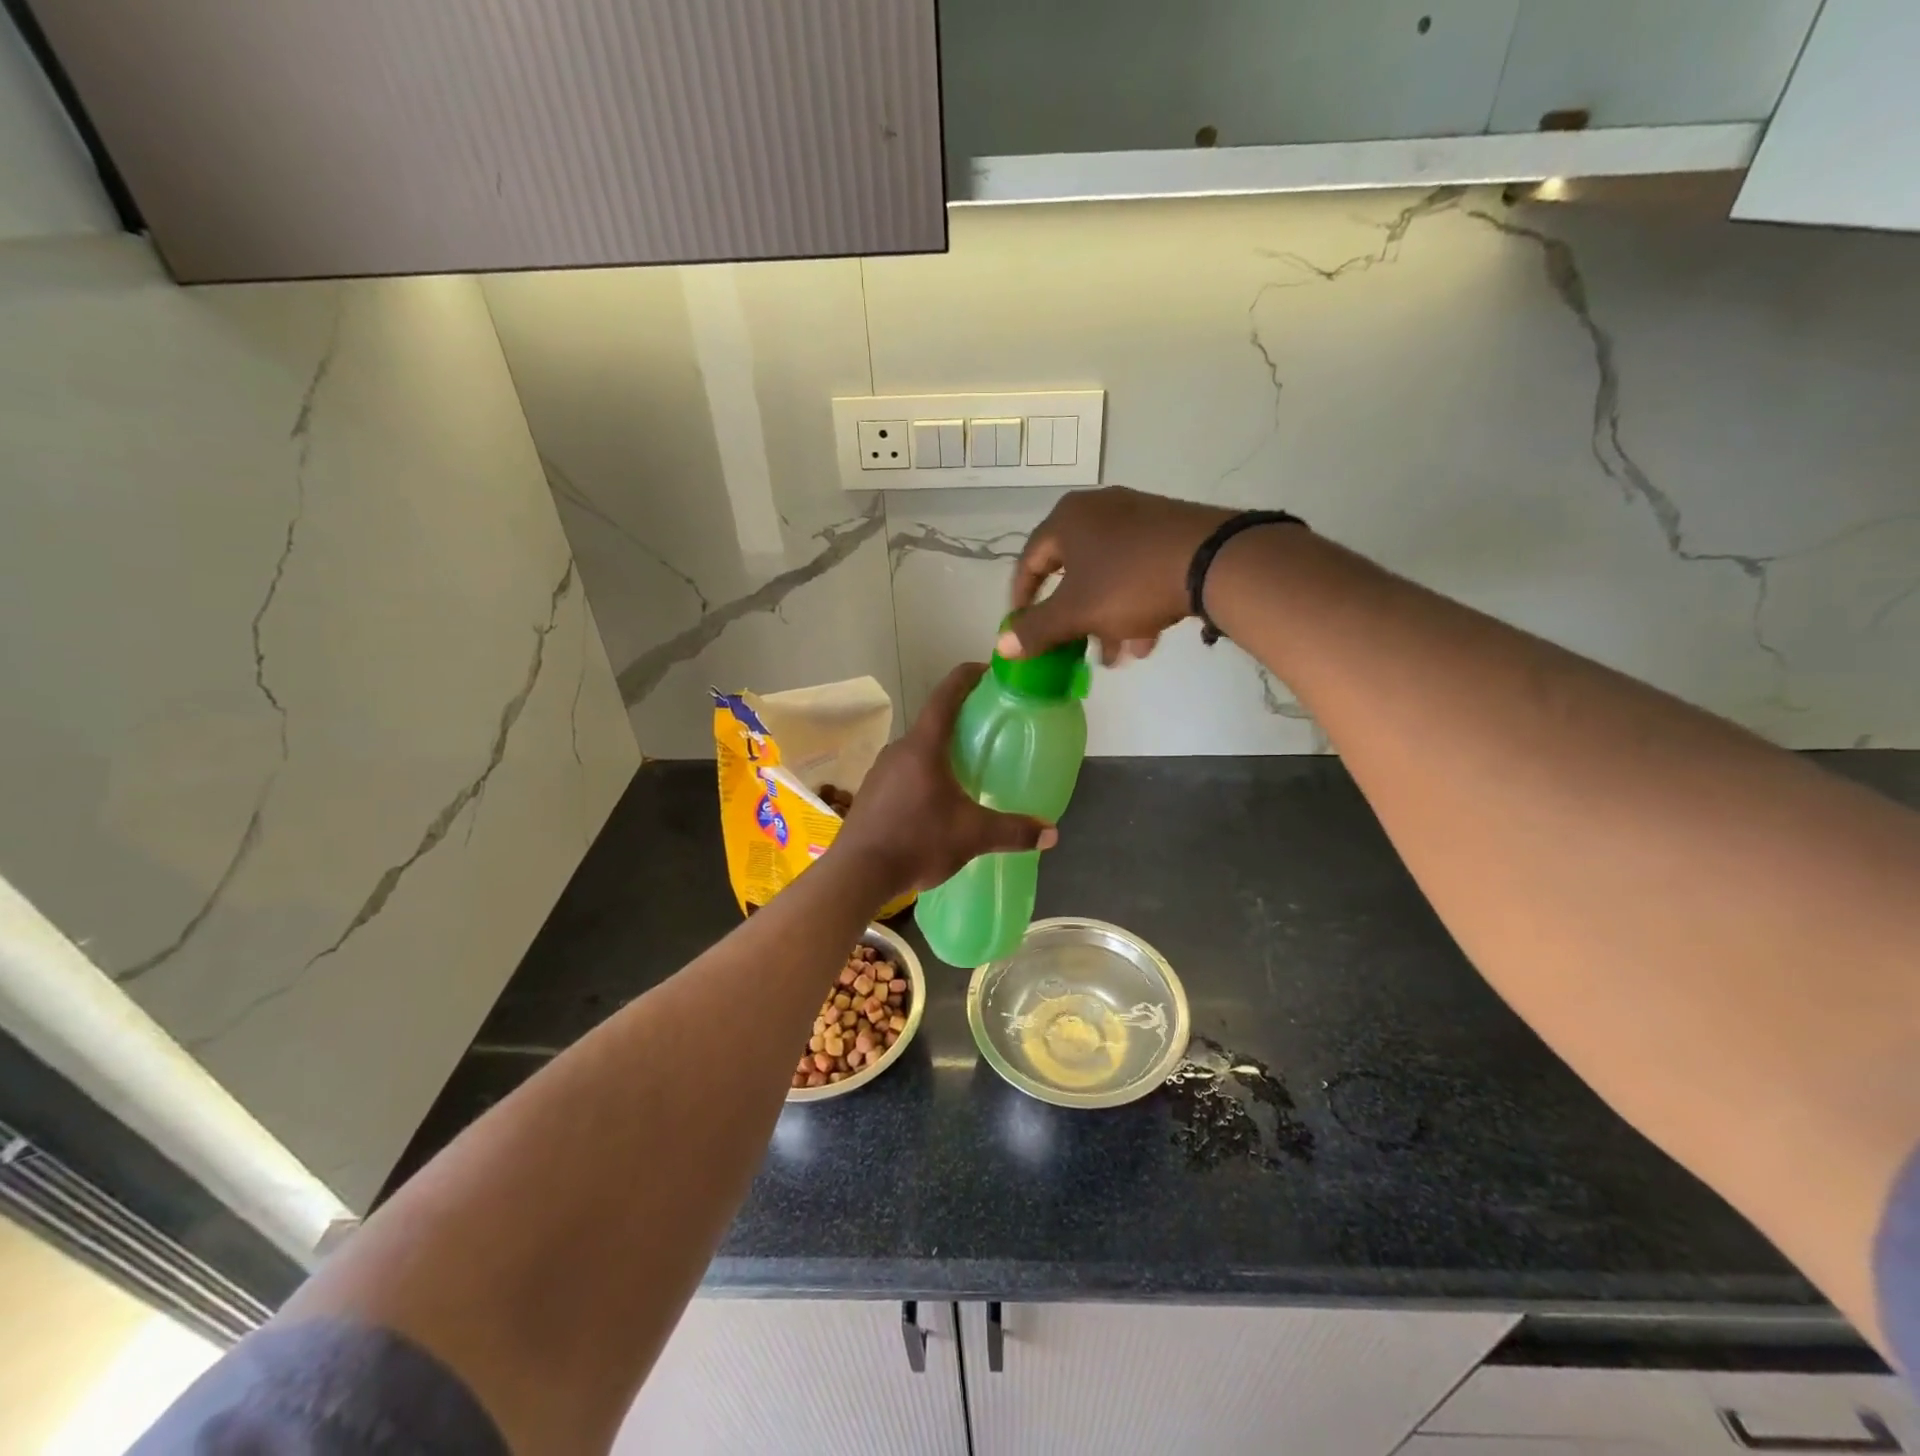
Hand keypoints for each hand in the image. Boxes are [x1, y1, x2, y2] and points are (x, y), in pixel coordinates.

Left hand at [833, 664, 1058, 896]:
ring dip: (941, 753)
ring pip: (918, 751)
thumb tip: (1052, 833)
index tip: (989, 670)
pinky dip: (924, 775)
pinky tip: (937, 801)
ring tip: (967, 769)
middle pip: (933, 723)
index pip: (946, 695)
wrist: (857, 874)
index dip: (968, 676)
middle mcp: (899, 749)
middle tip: (989, 731)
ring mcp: (880, 771)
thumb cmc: (917, 841)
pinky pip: (904, 772)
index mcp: (924, 746)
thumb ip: (1013, 831)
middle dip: (961, 722)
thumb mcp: (972, 836)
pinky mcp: (871, 793)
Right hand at [999, 487, 1232, 664]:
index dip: (1022, 600)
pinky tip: (1146, 640)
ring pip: (1109, 577)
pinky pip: (1139, 571)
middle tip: (1074, 649)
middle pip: (1073, 573)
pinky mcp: (1170, 531)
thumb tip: (1001, 645)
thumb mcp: (1075, 612)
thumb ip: (1036, 630)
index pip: (1029, 562)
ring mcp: (1139, 517)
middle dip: (1074, 620)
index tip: (1023, 629)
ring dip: (1106, 620)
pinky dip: (1135, 605)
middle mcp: (1099, 510)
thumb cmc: (1129, 582)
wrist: (1213, 560)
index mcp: (1068, 520)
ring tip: (1117, 656)